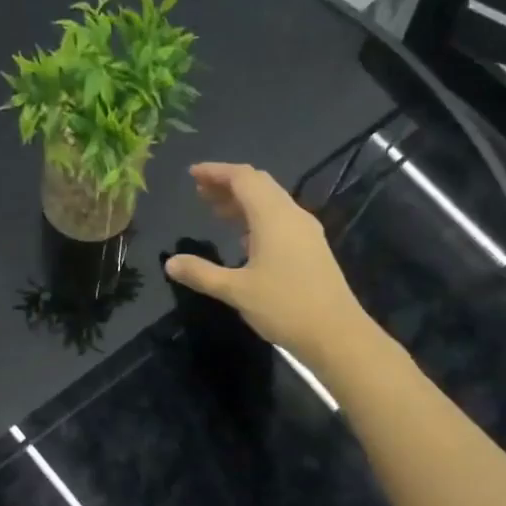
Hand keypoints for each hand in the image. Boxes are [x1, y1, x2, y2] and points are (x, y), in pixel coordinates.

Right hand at [162, 162, 367, 360]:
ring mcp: (305, 232)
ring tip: (216, 212)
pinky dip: (257, 219)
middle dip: (228, 185)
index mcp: (273, 216)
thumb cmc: (284, 306)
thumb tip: (170, 263)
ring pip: (271, 203)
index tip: (193, 174)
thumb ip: (202, 274)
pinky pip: (280, 221)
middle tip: (200, 192)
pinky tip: (244, 239)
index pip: (243, 178)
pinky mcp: (312, 248)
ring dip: (243, 203)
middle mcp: (292, 215)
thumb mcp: (236, 290)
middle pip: (259, 185)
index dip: (216, 172)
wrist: (335, 333)